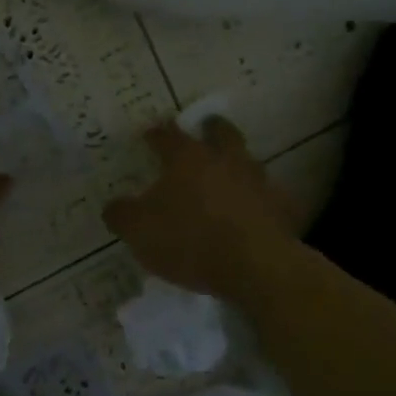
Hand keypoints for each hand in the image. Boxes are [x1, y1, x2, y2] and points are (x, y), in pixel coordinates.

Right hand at [104, 117, 295, 300]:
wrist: (256, 268)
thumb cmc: (189, 240)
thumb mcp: (139, 231)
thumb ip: (122, 215)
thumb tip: (114, 207)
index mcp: (187, 158)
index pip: (167, 135)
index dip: (155, 134)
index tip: (149, 135)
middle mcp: (225, 160)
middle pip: (220, 132)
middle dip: (210, 128)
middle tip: (204, 128)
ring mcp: (258, 182)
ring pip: (247, 161)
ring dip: (236, 163)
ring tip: (226, 174)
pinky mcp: (282, 209)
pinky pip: (269, 197)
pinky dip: (259, 200)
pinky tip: (252, 211)